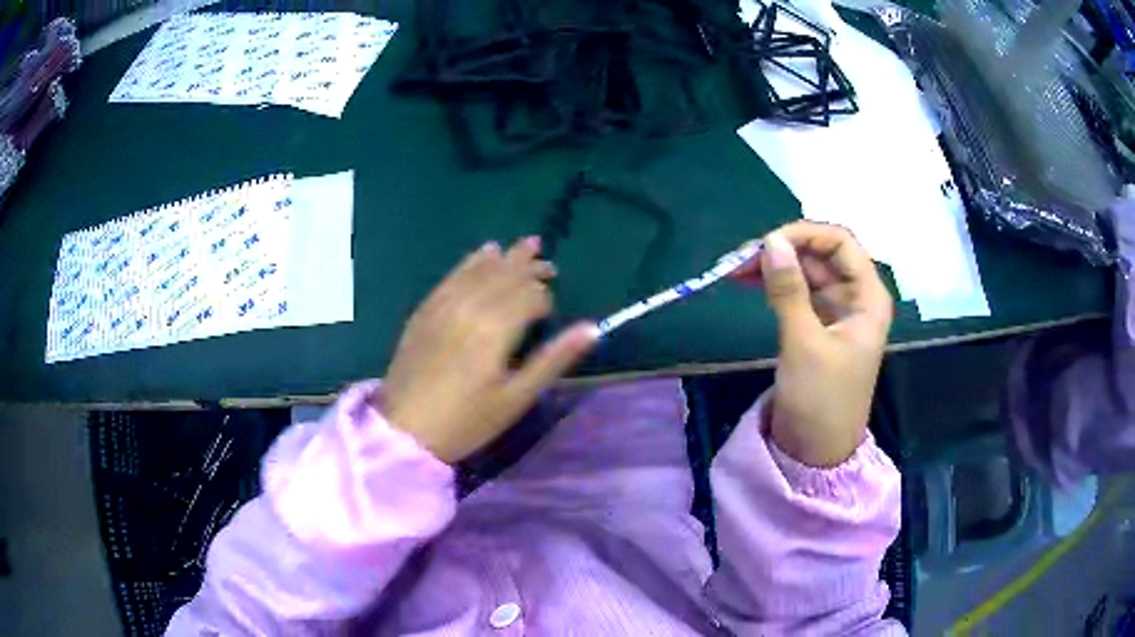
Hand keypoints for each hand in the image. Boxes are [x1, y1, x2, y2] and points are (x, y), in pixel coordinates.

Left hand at [381, 237, 598, 463]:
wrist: (405, 429)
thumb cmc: (468, 421)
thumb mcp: (517, 397)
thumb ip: (554, 358)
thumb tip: (592, 328)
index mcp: (496, 328)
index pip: (531, 296)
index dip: (546, 300)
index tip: (550, 315)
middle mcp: (471, 305)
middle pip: (508, 275)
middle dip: (531, 268)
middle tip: (550, 265)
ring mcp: (444, 304)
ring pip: (482, 269)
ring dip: (507, 258)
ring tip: (528, 246)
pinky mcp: (425, 309)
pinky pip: (453, 274)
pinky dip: (473, 261)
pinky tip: (484, 253)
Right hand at [732, 221, 892, 466]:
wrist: (816, 453)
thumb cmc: (821, 400)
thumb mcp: (804, 343)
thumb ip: (788, 290)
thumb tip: (771, 241)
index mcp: (867, 296)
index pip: (840, 243)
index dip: (804, 234)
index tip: (766, 242)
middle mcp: (855, 296)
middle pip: (821, 255)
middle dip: (783, 250)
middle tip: (739, 259)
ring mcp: (837, 311)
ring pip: (806, 272)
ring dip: (775, 266)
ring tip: (735, 270)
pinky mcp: (818, 326)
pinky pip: (798, 293)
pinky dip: (775, 285)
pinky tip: (750, 283)